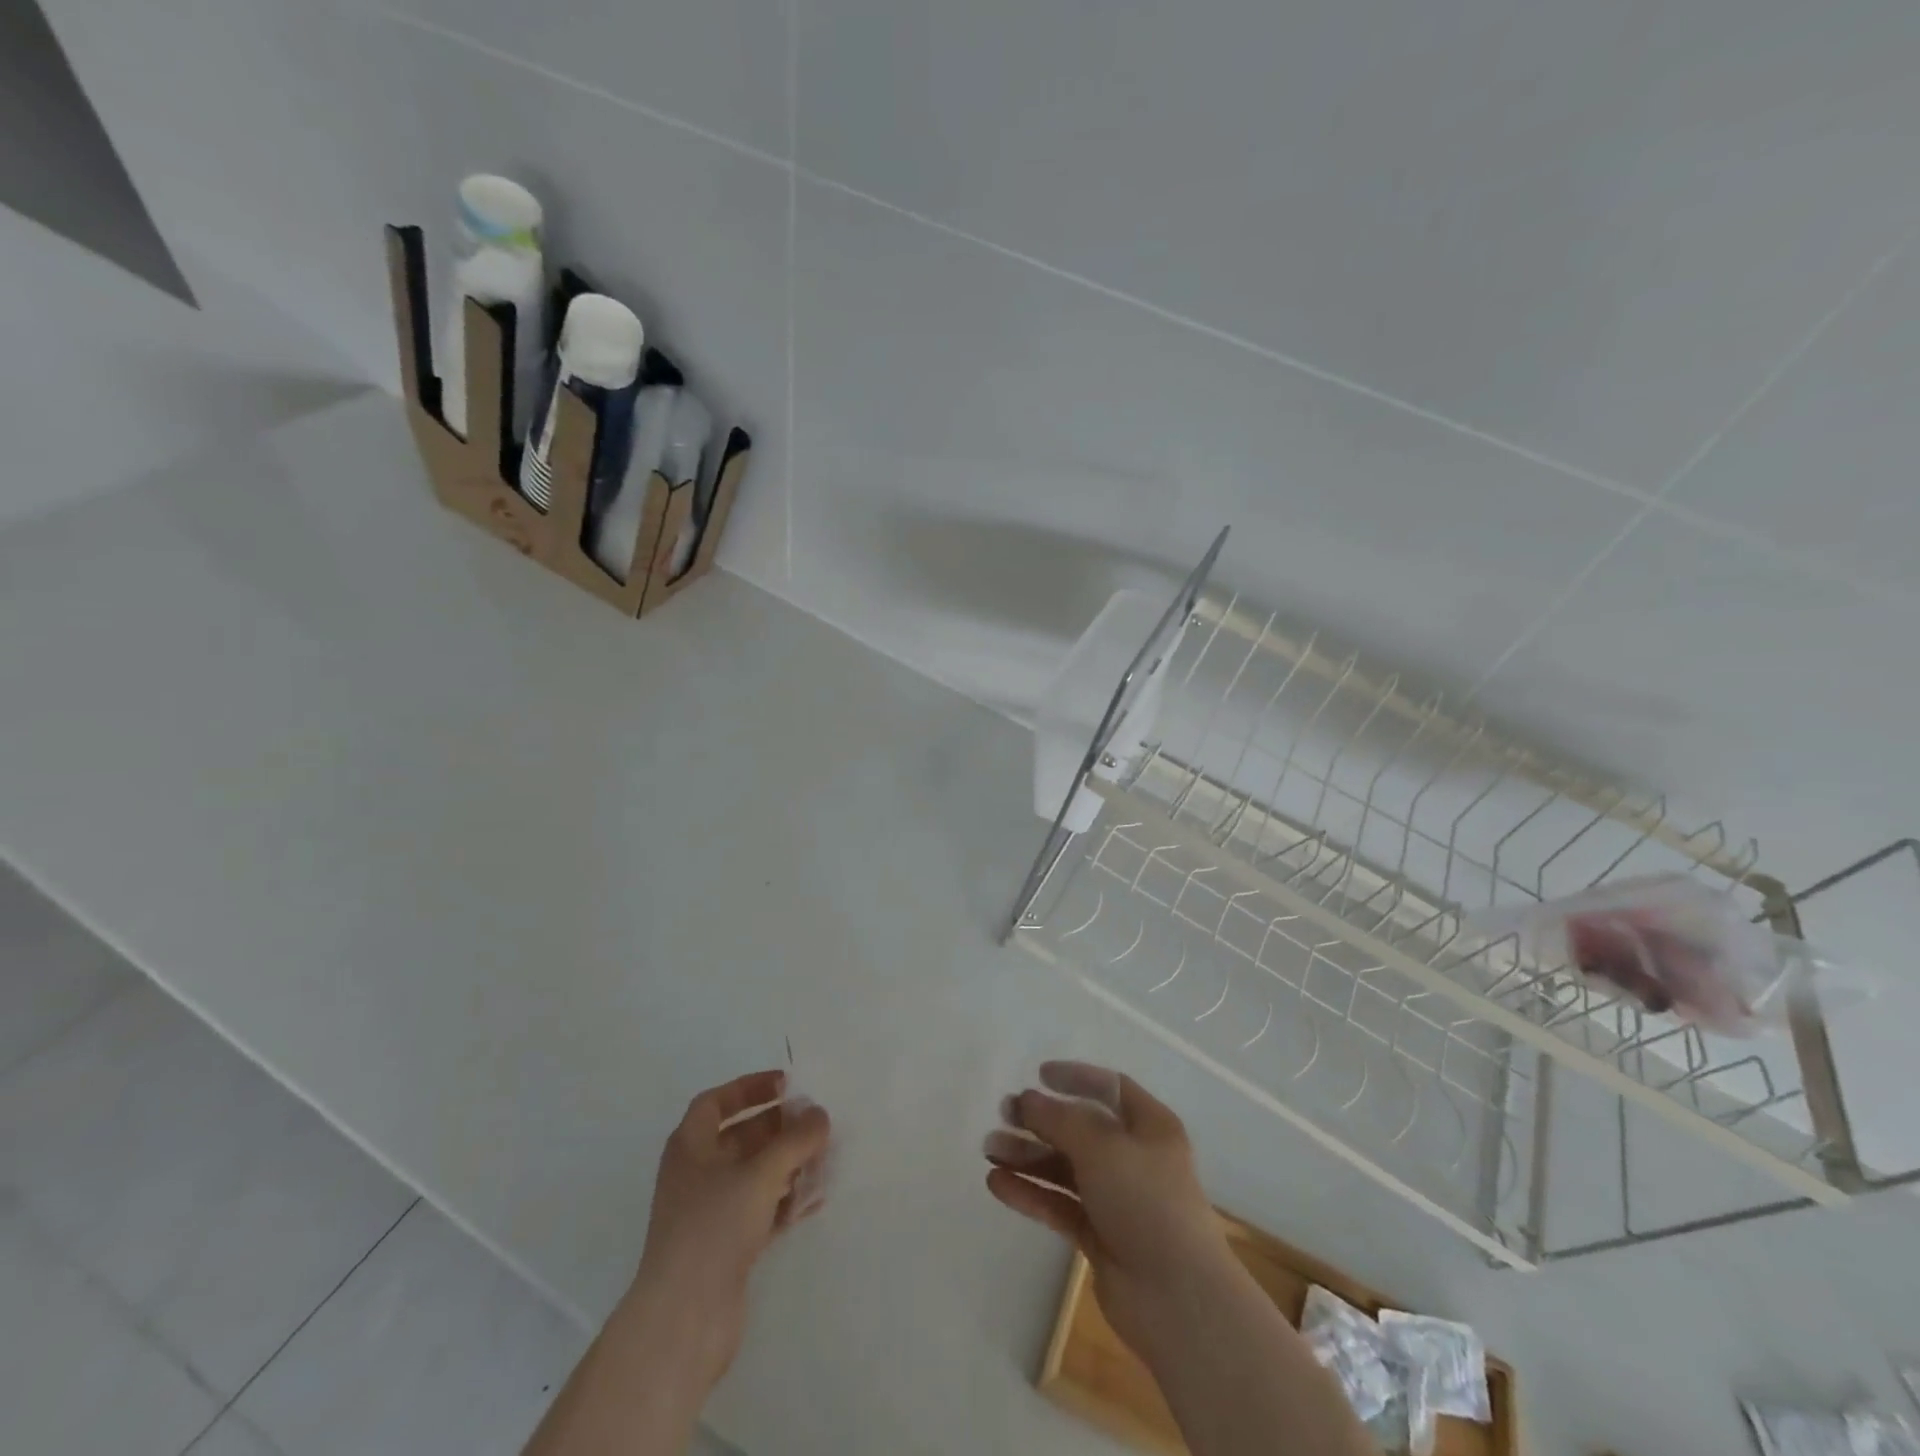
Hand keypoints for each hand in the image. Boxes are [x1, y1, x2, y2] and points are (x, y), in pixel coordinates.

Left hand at [626, 1071, 829, 1385]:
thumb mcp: (761, 1173)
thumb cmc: (714, 1228)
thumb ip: (795, 1139)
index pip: (717, 1102)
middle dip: (779, 1127)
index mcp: (690, 1146)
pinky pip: (761, 1209)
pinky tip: (815, 1200)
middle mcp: (697, 1174)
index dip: (750, 1088)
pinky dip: (786, 1200)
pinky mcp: (726, 1246)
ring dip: (788, 1164)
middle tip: (816, 1122)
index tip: (787, 1084)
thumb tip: (820, 1114)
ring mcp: (710, 1212)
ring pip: (754, 1174)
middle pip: (741, 1137)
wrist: (683, 1320)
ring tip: (824, 1159)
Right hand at [984, 1062, 1236, 1360]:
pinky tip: (996, 1184)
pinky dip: (1030, 1193)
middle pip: (1080, 1128)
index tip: (1038, 1075)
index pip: (1110, 1088)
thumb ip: (1059, 1119)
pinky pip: (1059, 1204)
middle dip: (1041, 1120)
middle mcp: (1134, 1157)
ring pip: (1065, 1167)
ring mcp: (1116, 1198)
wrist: (1177, 1298)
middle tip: (1003, 1114)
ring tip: (989, 1150)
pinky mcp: (1099, 1235)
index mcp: (1150, 1126)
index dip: (1076, 1078)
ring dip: (1028, 1157)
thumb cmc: (1146, 1201)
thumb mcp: (1102, 1146)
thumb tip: (1026, 1098)